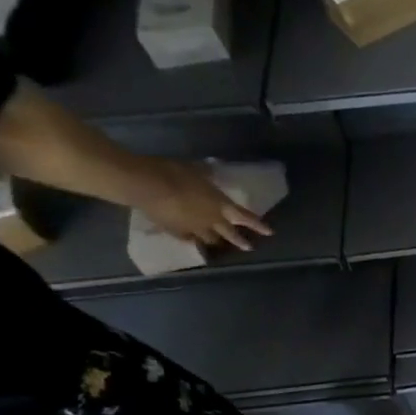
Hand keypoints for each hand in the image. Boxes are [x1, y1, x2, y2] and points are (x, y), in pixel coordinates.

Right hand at [130, 160, 270, 250]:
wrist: (146, 184)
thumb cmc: (173, 172)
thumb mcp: (194, 168)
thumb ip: (206, 172)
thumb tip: (212, 167)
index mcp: (221, 204)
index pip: (245, 217)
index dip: (258, 225)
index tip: (270, 232)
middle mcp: (212, 220)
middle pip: (230, 234)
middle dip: (240, 241)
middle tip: (249, 247)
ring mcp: (194, 228)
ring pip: (210, 240)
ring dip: (217, 241)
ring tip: (219, 245)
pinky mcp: (176, 232)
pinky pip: (188, 239)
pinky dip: (192, 241)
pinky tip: (192, 242)